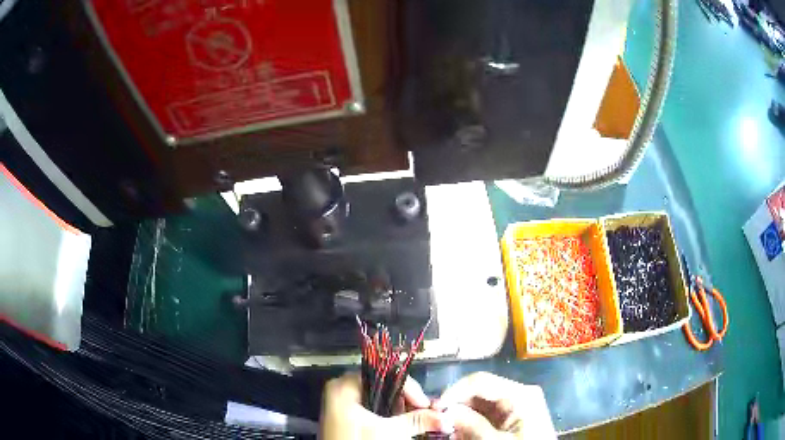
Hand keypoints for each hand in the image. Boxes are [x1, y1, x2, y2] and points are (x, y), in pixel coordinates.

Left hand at [320, 373, 453, 439]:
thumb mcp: (390, 432)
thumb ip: (419, 420)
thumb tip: (446, 417)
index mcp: (345, 385)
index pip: (386, 375)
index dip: (410, 389)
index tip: (426, 404)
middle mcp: (342, 389)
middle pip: (384, 387)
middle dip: (407, 402)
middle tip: (424, 414)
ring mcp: (342, 404)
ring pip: (379, 400)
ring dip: (400, 411)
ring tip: (414, 422)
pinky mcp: (346, 418)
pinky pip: (372, 410)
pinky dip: (388, 417)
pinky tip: (399, 426)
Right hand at [434, 372, 554, 439]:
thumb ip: (471, 424)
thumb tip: (444, 410)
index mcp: (519, 394)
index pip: (479, 381)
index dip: (453, 392)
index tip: (434, 409)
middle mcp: (517, 394)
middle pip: (477, 392)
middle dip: (456, 407)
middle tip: (438, 423)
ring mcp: (514, 406)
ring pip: (478, 405)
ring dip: (460, 417)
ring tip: (449, 432)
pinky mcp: (511, 418)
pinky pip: (484, 416)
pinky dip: (470, 424)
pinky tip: (461, 435)